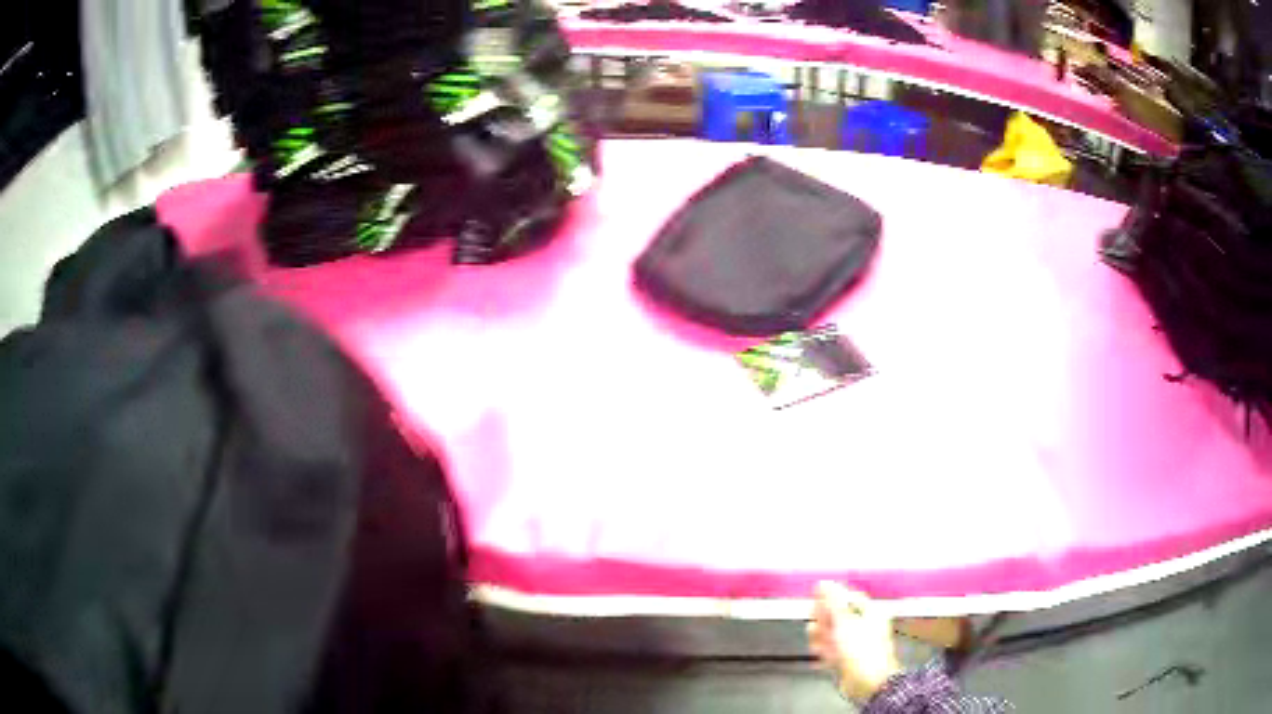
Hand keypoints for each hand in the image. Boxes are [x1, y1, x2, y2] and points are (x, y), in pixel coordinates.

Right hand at [808, 581, 903, 703]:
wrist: (867, 682)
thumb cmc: (860, 649)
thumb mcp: (845, 621)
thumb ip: (832, 601)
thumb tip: (824, 582)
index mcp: (870, 612)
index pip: (848, 597)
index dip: (831, 597)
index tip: (815, 600)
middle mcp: (864, 626)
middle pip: (838, 616)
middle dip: (823, 620)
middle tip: (815, 626)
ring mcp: (856, 644)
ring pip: (833, 634)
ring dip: (822, 638)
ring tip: (817, 645)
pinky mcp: (848, 659)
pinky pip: (833, 651)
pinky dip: (825, 652)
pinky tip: (820, 655)